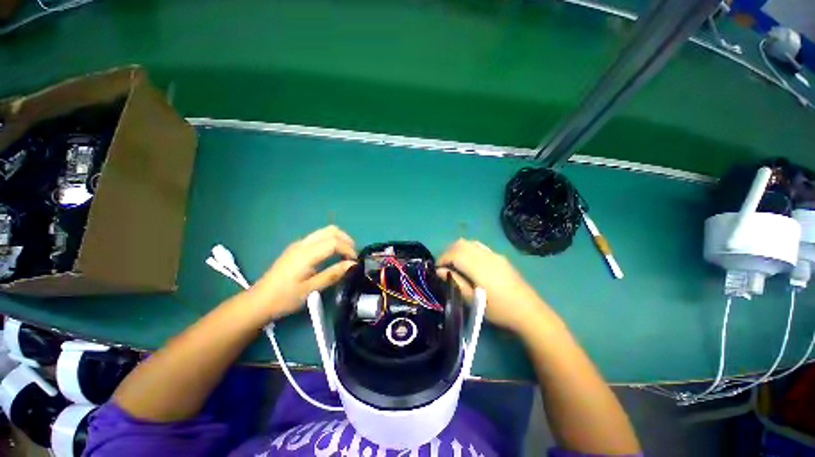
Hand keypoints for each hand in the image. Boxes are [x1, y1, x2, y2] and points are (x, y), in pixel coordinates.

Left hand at [249, 226, 356, 320]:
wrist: (259, 301)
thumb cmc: (285, 298)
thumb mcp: (311, 289)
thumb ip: (333, 274)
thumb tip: (352, 265)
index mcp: (306, 254)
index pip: (334, 242)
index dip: (348, 249)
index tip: (355, 262)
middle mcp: (303, 244)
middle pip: (331, 230)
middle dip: (346, 240)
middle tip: (352, 255)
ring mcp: (299, 244)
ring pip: (325, 231)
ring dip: (339, 239)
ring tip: (345, 254)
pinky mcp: (297, 248)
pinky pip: (318, 237)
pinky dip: (331, 241)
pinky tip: (332, 255)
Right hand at [437, 239, 557, 335]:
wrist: (530, 312)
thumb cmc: (500, 310)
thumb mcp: (474, 301)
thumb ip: (456, 282)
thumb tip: (440, 271)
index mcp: (480, 267)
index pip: (455, 253)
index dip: (442, 258)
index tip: (436, 269)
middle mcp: (486, 256)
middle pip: (461, 244)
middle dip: (447, 252)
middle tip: (443, 266)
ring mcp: (494, 254)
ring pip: (469, 242)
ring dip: (457, 249)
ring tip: (453, 263)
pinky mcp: (499, 257)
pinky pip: (479, 246)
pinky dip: (468, 249)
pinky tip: (468, 261)